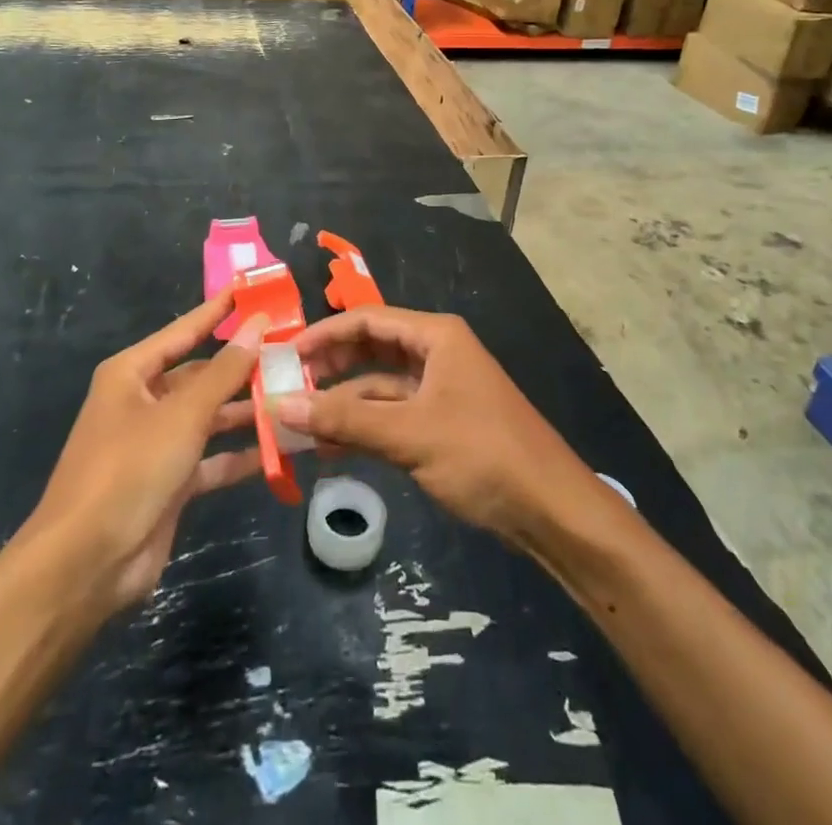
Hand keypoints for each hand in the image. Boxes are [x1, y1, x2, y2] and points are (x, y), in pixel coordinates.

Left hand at [22, 293, 264, 617]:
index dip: (218, 310)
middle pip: (200, 374)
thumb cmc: (129, 469)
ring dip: (247, 410)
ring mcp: (156, 443)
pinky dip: (240, 453)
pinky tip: (280, 448)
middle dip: (242, 366)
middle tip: (291, 351)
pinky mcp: (170, 482)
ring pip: (210, 416)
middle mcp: (143, 401)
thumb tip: (256, 324)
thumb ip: (224, 371)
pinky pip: (212, 458)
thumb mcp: (182, 414)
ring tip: (294, 396)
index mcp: (132, 373)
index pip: (184, 330)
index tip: (252, 288)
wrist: (85, 564)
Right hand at [276, 306, 604, 554]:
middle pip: (371, 349)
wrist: (552, 511)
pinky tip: (329, 446)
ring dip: (342, 403)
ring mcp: (439, 390)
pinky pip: (391, 416)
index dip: (324, 334)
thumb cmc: (482, 454)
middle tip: (288, 387)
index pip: (367, 320)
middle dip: (330, 367)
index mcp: (435, 336)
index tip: (285, 356)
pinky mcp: (441, 424)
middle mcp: (436, 354)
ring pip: (379, 387)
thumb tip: (280, 405)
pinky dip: (362, 427)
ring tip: (298, 422)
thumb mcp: (409, 434)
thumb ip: (344, 419)